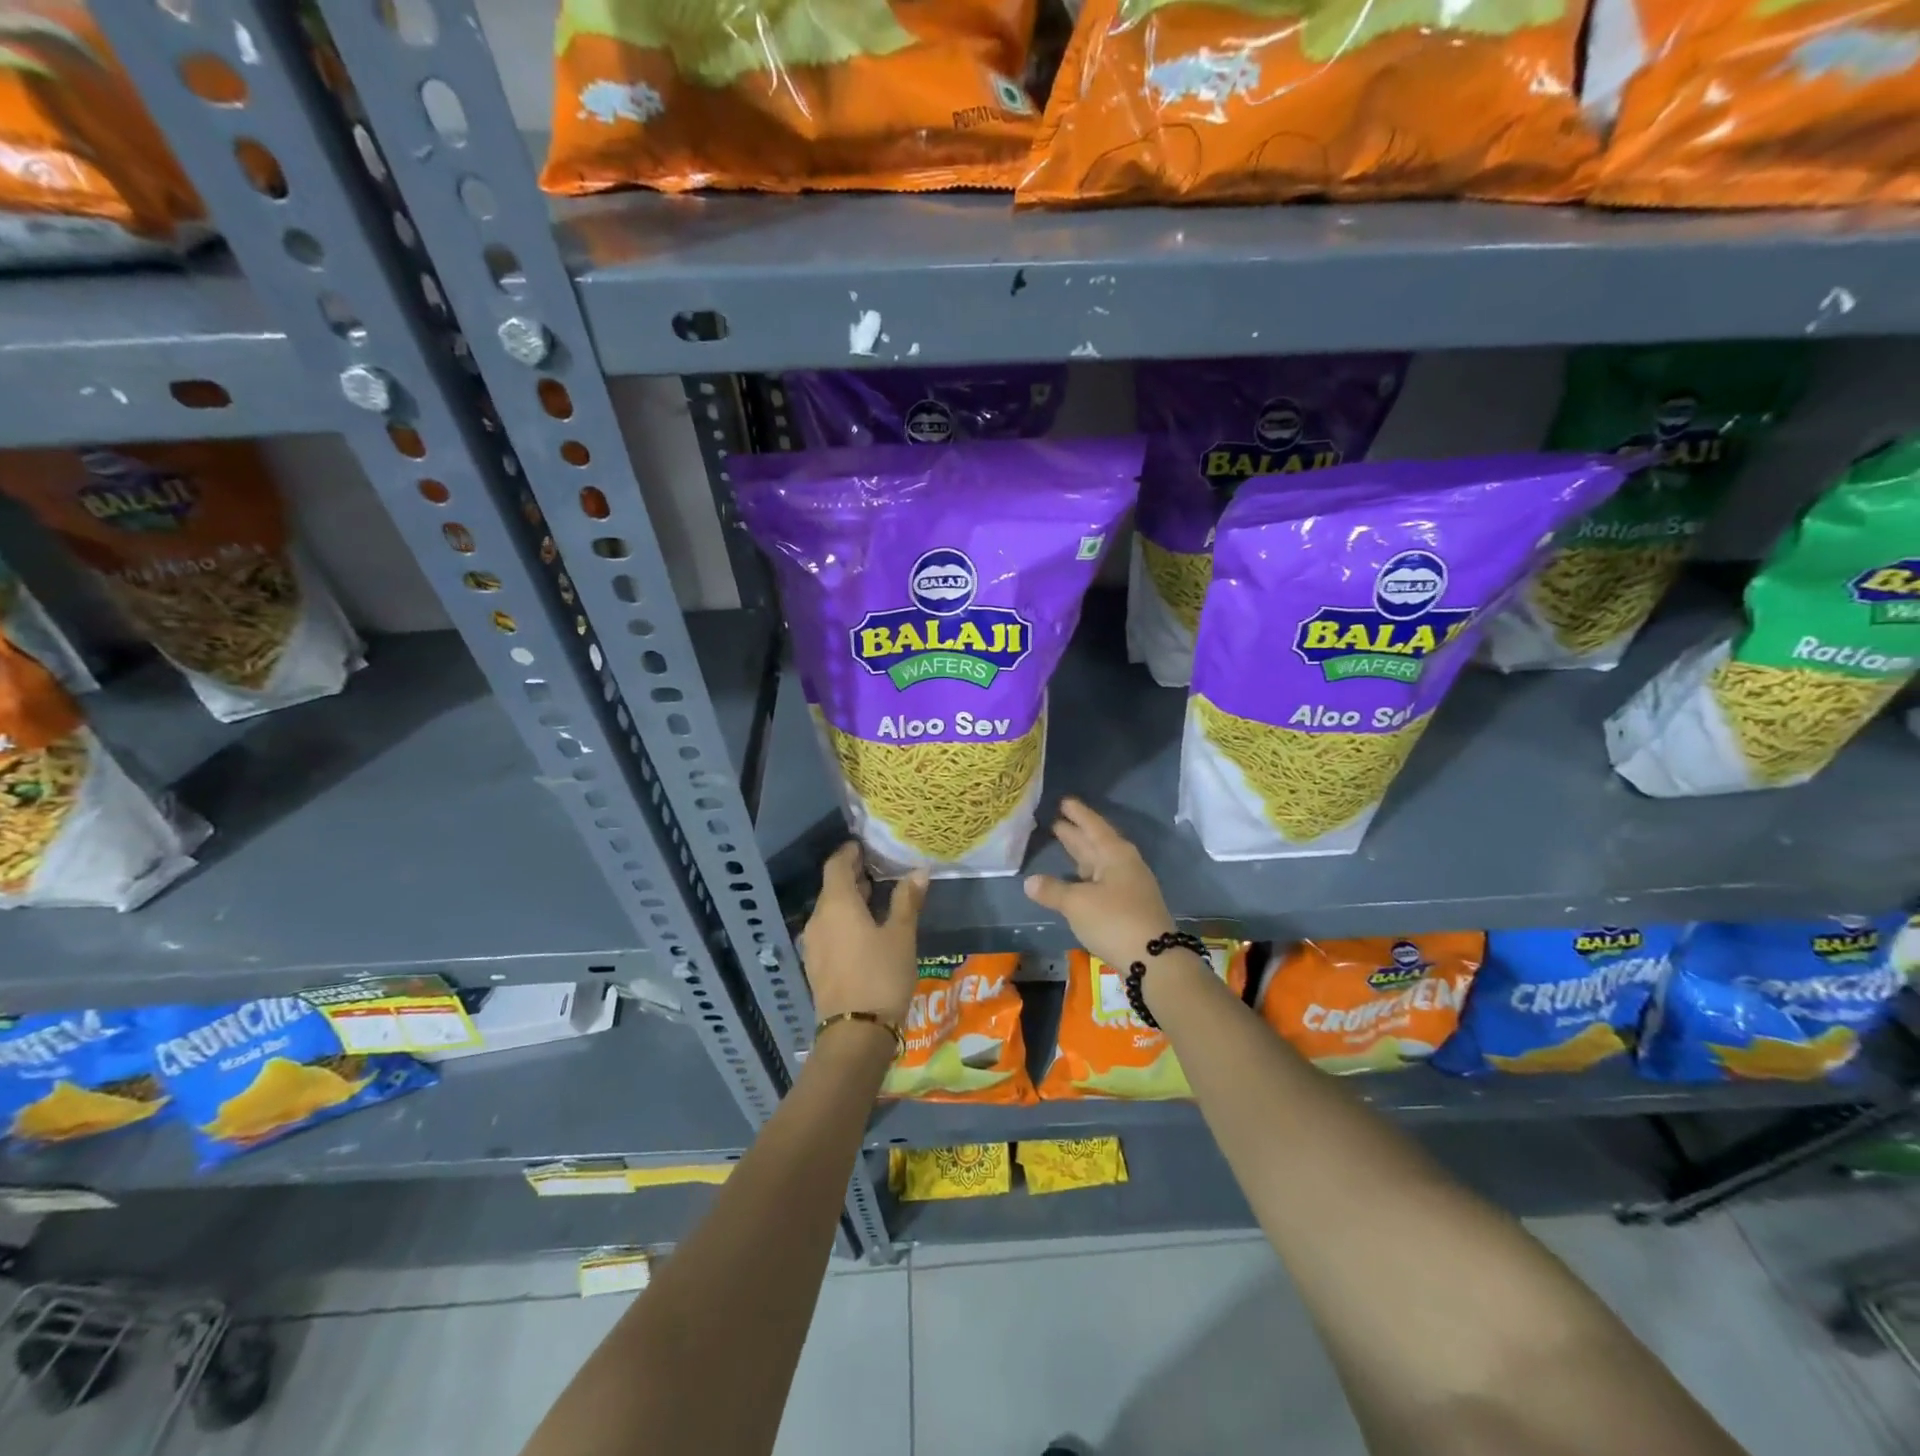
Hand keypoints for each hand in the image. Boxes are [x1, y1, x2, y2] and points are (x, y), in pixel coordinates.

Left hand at [799, 843, 927, 1026]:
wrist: (855, 1034)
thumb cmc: (881, 975)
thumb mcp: (901, 935)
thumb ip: (907, 901)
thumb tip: (918, 871)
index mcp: (836, 904)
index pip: (836, 865)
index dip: (850, 853)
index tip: (866, 847)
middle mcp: (818, 919)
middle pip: (832, 887)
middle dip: (853, 876)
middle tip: (879, 870)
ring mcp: (814, 944)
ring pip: (830, 910)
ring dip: (849, 900)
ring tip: (876, 898)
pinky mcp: (816, 964)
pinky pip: (829, 930)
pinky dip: (844, 921)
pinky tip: (865, 930)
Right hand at [1023, 798, 1178, 969]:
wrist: (1155, 960)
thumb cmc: (1114, 921)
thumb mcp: (1077, 903)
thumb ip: (1053, 890)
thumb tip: (1030, 881)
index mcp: (1115, 854)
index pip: (1093, 826)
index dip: (1078, 814)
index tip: (1064, 801)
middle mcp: (1125, 865)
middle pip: (1097, 843)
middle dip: (1076, 833)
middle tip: (1056, 821)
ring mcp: (1129, 886)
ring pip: (1100, 863)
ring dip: (1081, 854)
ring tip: (1064, 843)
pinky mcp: (1129, 907)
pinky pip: (1102, 881)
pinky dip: (1086, 876)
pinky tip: (1076, 880)